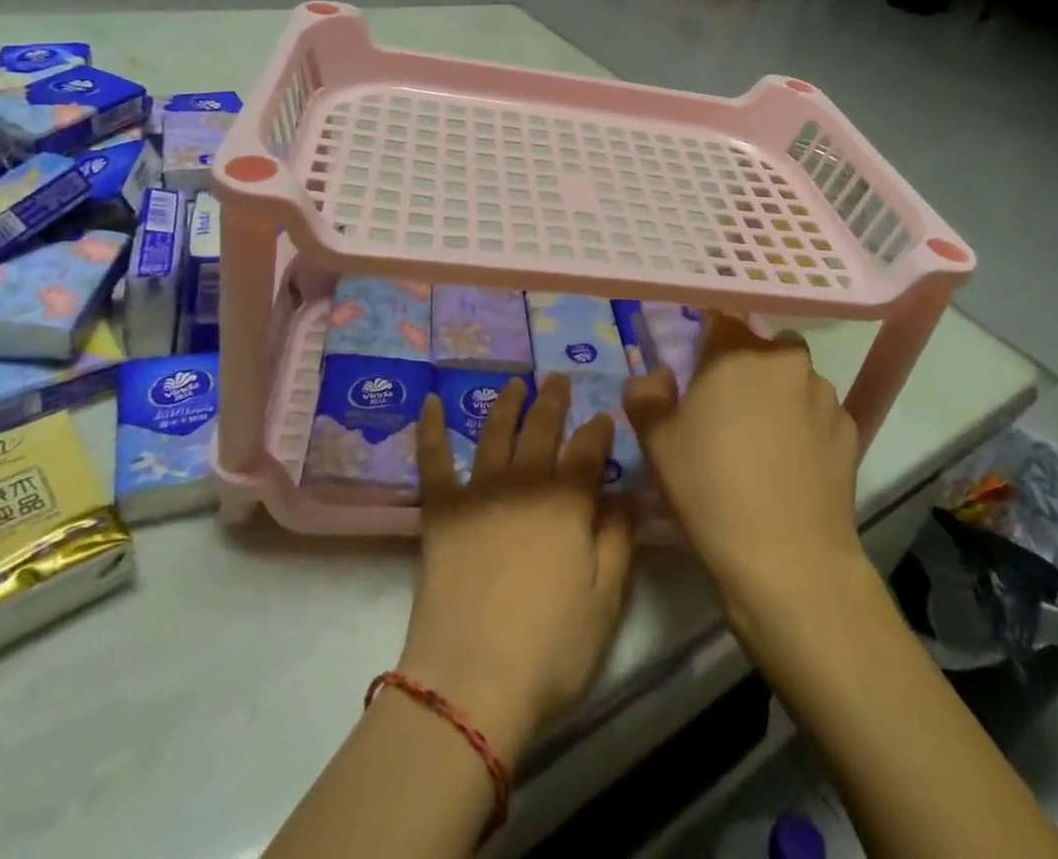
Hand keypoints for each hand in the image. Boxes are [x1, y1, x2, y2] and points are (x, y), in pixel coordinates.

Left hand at [401, 376, 633, 765]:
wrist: (473, 679)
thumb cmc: (551, 647)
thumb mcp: (606, 599)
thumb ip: (618, 539)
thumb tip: (625, 495)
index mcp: (568, 501)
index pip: (589, 450)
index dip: (598, 430)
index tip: (603, 416)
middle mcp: (525, 482)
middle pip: (542, 429)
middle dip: (553, 401)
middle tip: (558, 377)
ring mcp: (479, 491)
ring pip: (495, 432)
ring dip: (507, 404)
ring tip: (516, 383)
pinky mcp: (441, 509)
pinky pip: (434, 459)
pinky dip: (432, 428)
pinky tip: (432, 401)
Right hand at [624, 314, 866, 624]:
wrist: (789, 560)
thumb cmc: (710, 488)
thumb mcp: (656, 441)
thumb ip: (645, 394)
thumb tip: (657, 377)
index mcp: (737, 352)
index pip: (721, 320)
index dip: (707, 343)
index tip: (698, 371)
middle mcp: (787, 360)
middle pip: (763, 347)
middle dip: (746, 368)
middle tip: (726, 411)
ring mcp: (825, 395)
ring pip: (795, 380)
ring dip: (779, 396)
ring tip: (762, 443)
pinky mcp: (851, 432)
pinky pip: (819, 415)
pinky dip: (805, 427)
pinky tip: (791, 466)